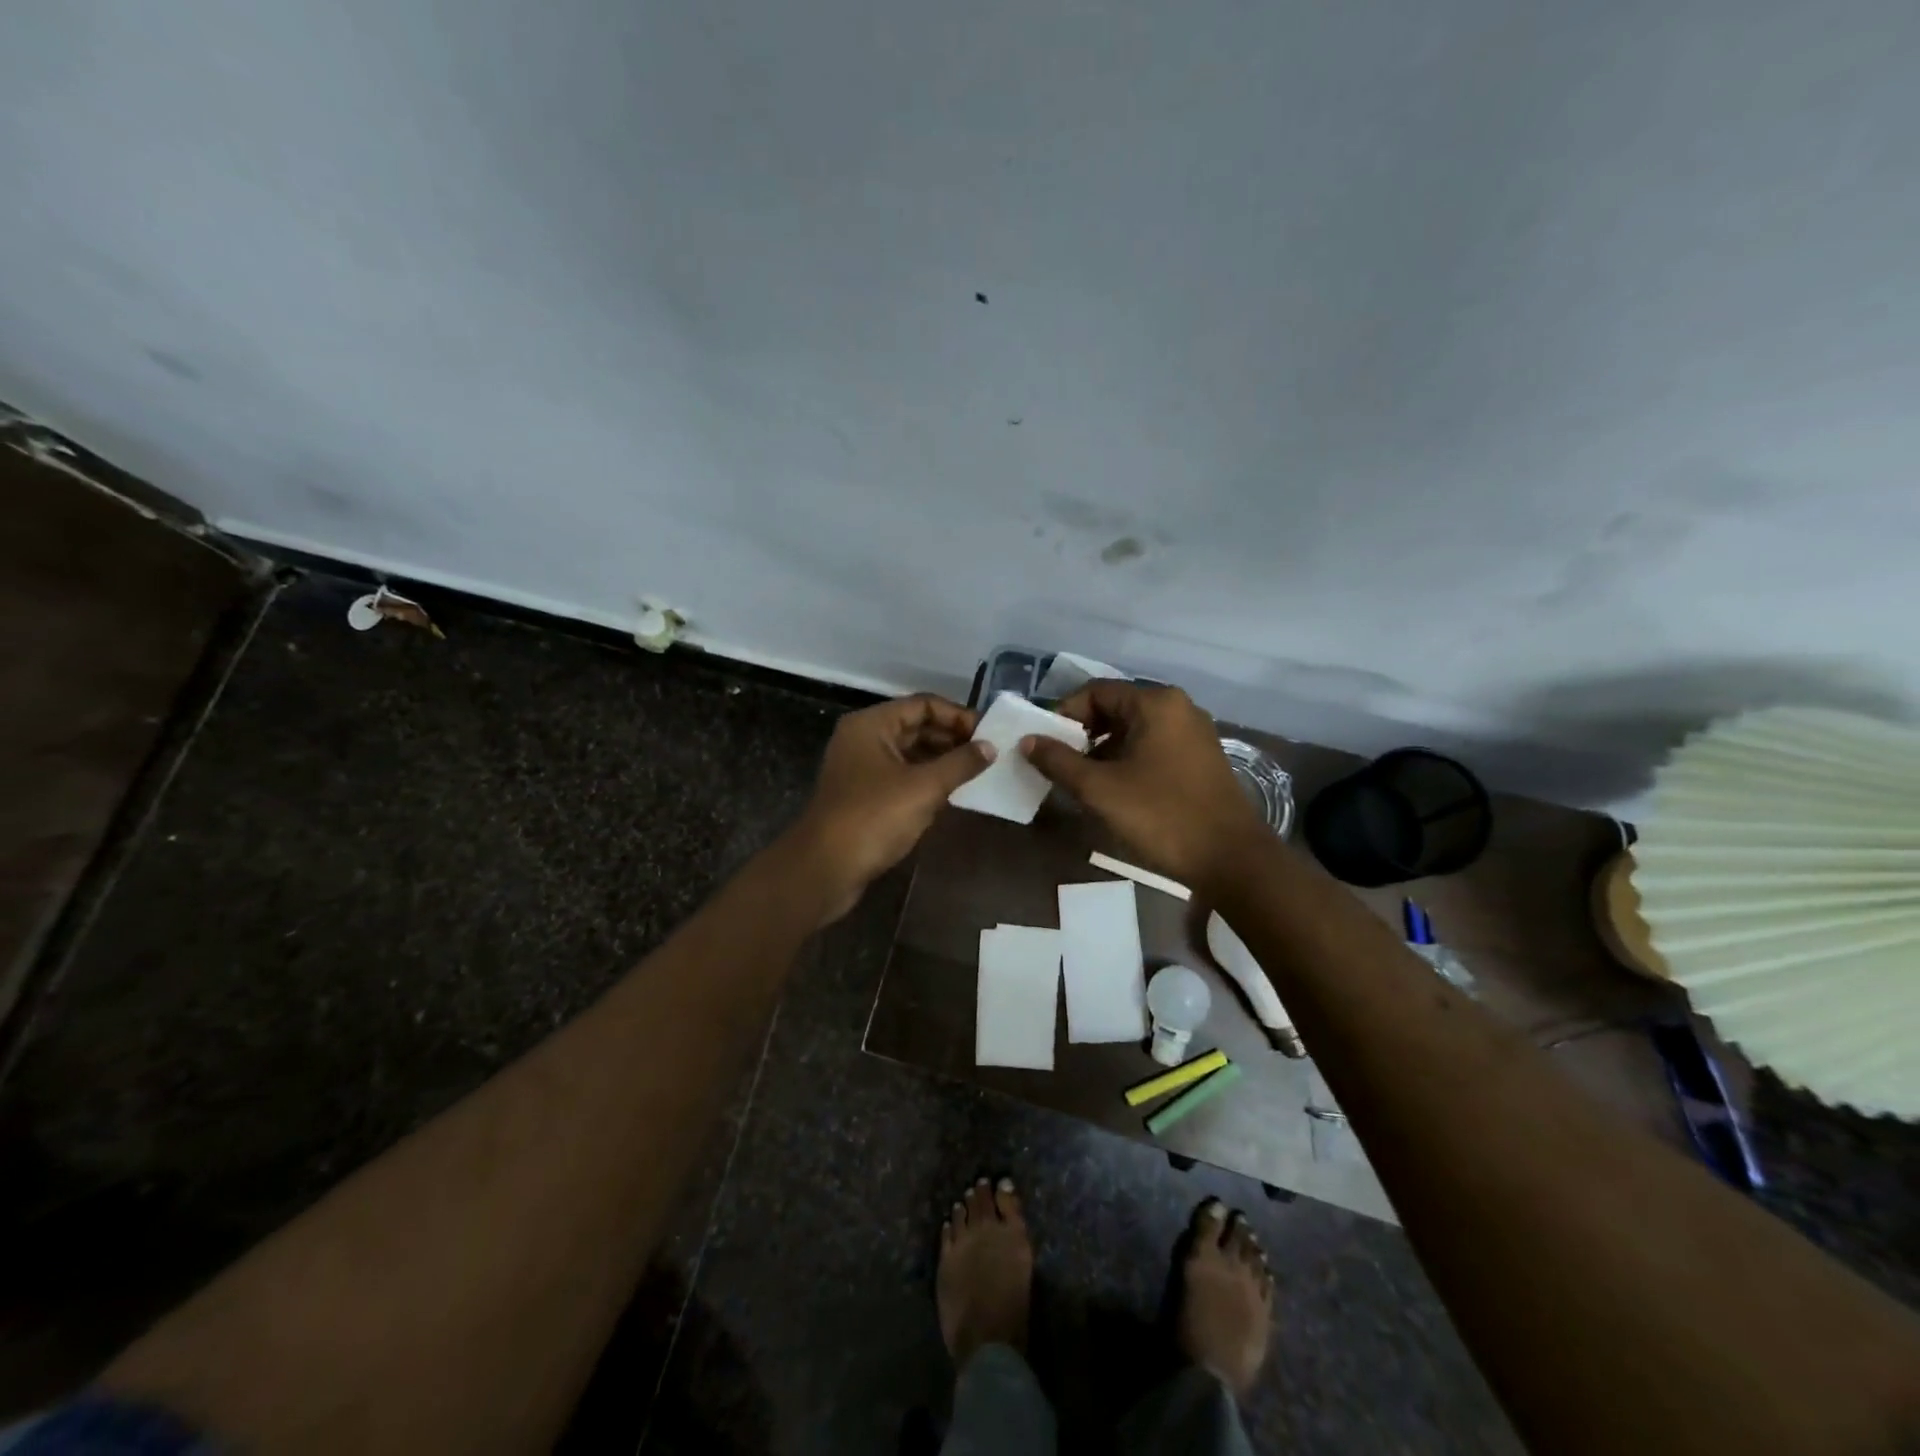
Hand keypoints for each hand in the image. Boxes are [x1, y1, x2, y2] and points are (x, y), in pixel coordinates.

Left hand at [787, 694, 993, 922]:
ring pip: (910, 753)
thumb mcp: (924, 788)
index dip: (958, 716)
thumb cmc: (874, 818)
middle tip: (988, 755)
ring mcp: (862, 768)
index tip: (989, 735)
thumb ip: (960, 763)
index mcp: (872, 725)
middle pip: (916, 727)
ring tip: (977, 773)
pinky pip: (902, 777)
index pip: (923, 705)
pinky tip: (953, 793)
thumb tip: (990, 746)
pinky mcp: (864, 796)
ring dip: (942, 760)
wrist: (825, 869)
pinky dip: (927, 780)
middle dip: (952, 738)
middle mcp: (864, 739)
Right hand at [1021, 680, 1266, 890]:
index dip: (1064, 715)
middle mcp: (1178, 708)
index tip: (1046, 746)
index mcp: (1156, 703)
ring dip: (1104, 750)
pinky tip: (1117, 790)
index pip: (1095, 692)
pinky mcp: (1201, 758)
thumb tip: (1028, 741)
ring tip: (1085, 782)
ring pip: (1134, 729)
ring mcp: (1194, 733)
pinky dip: (1128, 759)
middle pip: (1115, 708)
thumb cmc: (1161, 816)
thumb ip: (1058, 761)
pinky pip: (1153, 746)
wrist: (1230, 859)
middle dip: (1083, 734)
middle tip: (1061, 765)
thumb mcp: (1099, 789)